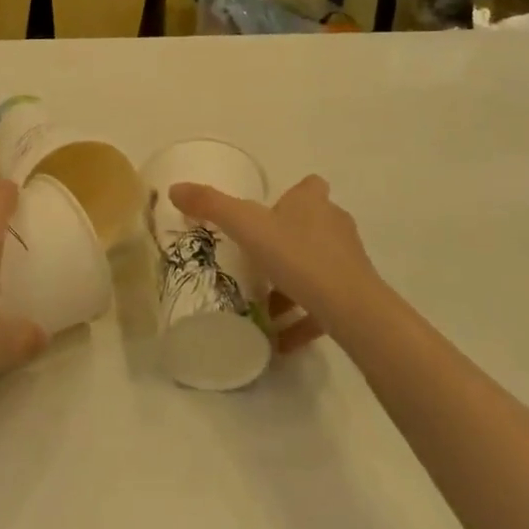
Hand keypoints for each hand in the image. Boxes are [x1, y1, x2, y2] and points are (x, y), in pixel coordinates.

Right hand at [167, 175, 382, 346]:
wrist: (353, 310)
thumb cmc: (300, 256)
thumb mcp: (247, 227)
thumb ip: (211, 206)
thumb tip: (174, 188)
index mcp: (312, 203)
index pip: (309, 186)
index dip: (292, 195)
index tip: (270, 211)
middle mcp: (334, 226)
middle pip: (312, 226)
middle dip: (286, 240)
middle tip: (256, 258)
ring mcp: (348, 263)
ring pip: (316, 268)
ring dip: (292, 284)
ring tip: (262, 305)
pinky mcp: (354, 298)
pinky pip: (323, 307)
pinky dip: (302, 320)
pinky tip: (279, 341)